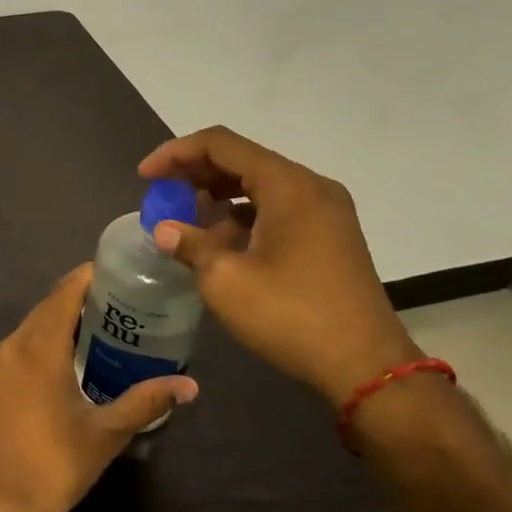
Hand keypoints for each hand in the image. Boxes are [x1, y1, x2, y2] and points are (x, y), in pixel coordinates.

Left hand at [0, 265, 198, 511]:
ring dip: (61, 322)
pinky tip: (69, 361)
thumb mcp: (105, 433)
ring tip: (102, 329)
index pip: (64, 293)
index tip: (120, 273)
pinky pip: (20, 348)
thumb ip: (146, 402)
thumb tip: (189, 386)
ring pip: (31, 328)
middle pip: (47, 307)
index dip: (89, 277)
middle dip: (81, 300)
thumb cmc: (53, 466)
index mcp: (37, 347)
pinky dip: (44, 343)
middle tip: (122, 303)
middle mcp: (11, 346)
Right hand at [139, 127, 419, 407]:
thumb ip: (189, 244)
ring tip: (184, 217)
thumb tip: (164, 231)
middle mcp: (310, 187)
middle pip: (241, 159)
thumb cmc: (291, 316)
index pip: (220, 144)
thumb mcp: (225, 280)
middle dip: (194, 172)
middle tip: (160, 194)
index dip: (175, 153)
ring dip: (217, 193)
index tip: (145, 177)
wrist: (366, 366)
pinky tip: (219, 239)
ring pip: (259, 183)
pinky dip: (242, 213)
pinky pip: (276, 206)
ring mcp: (325, 211)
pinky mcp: (329, 235)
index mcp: (288, 185)